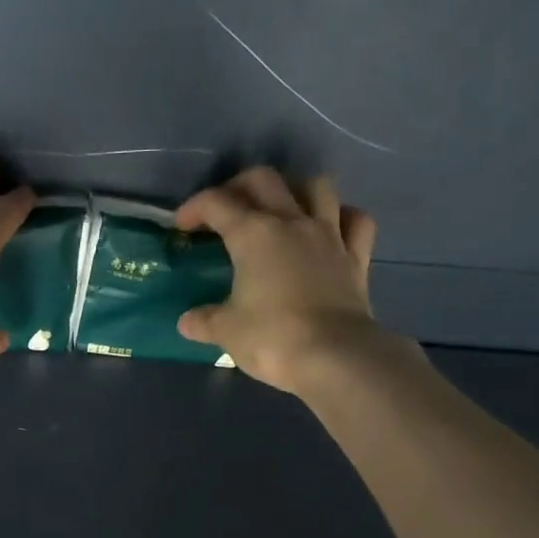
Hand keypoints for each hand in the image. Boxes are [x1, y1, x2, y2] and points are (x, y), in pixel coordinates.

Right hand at [175, 167, 411, 394]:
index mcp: (253, 235)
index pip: (217, 203)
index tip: (182, 225)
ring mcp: (329, 236)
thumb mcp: (226, 331)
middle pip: (265, 180)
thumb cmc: (272, 339)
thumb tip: (187, 322)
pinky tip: (330, 228)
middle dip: (239, 186)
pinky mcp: (356, 257)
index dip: (195, 208)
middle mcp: (292, 222)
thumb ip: (204, 321)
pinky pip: (354, 221)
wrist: (334, 357)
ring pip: (315, 187)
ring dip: (294, 190)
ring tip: (281, 209)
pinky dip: (341, 217)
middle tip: (226, 209)